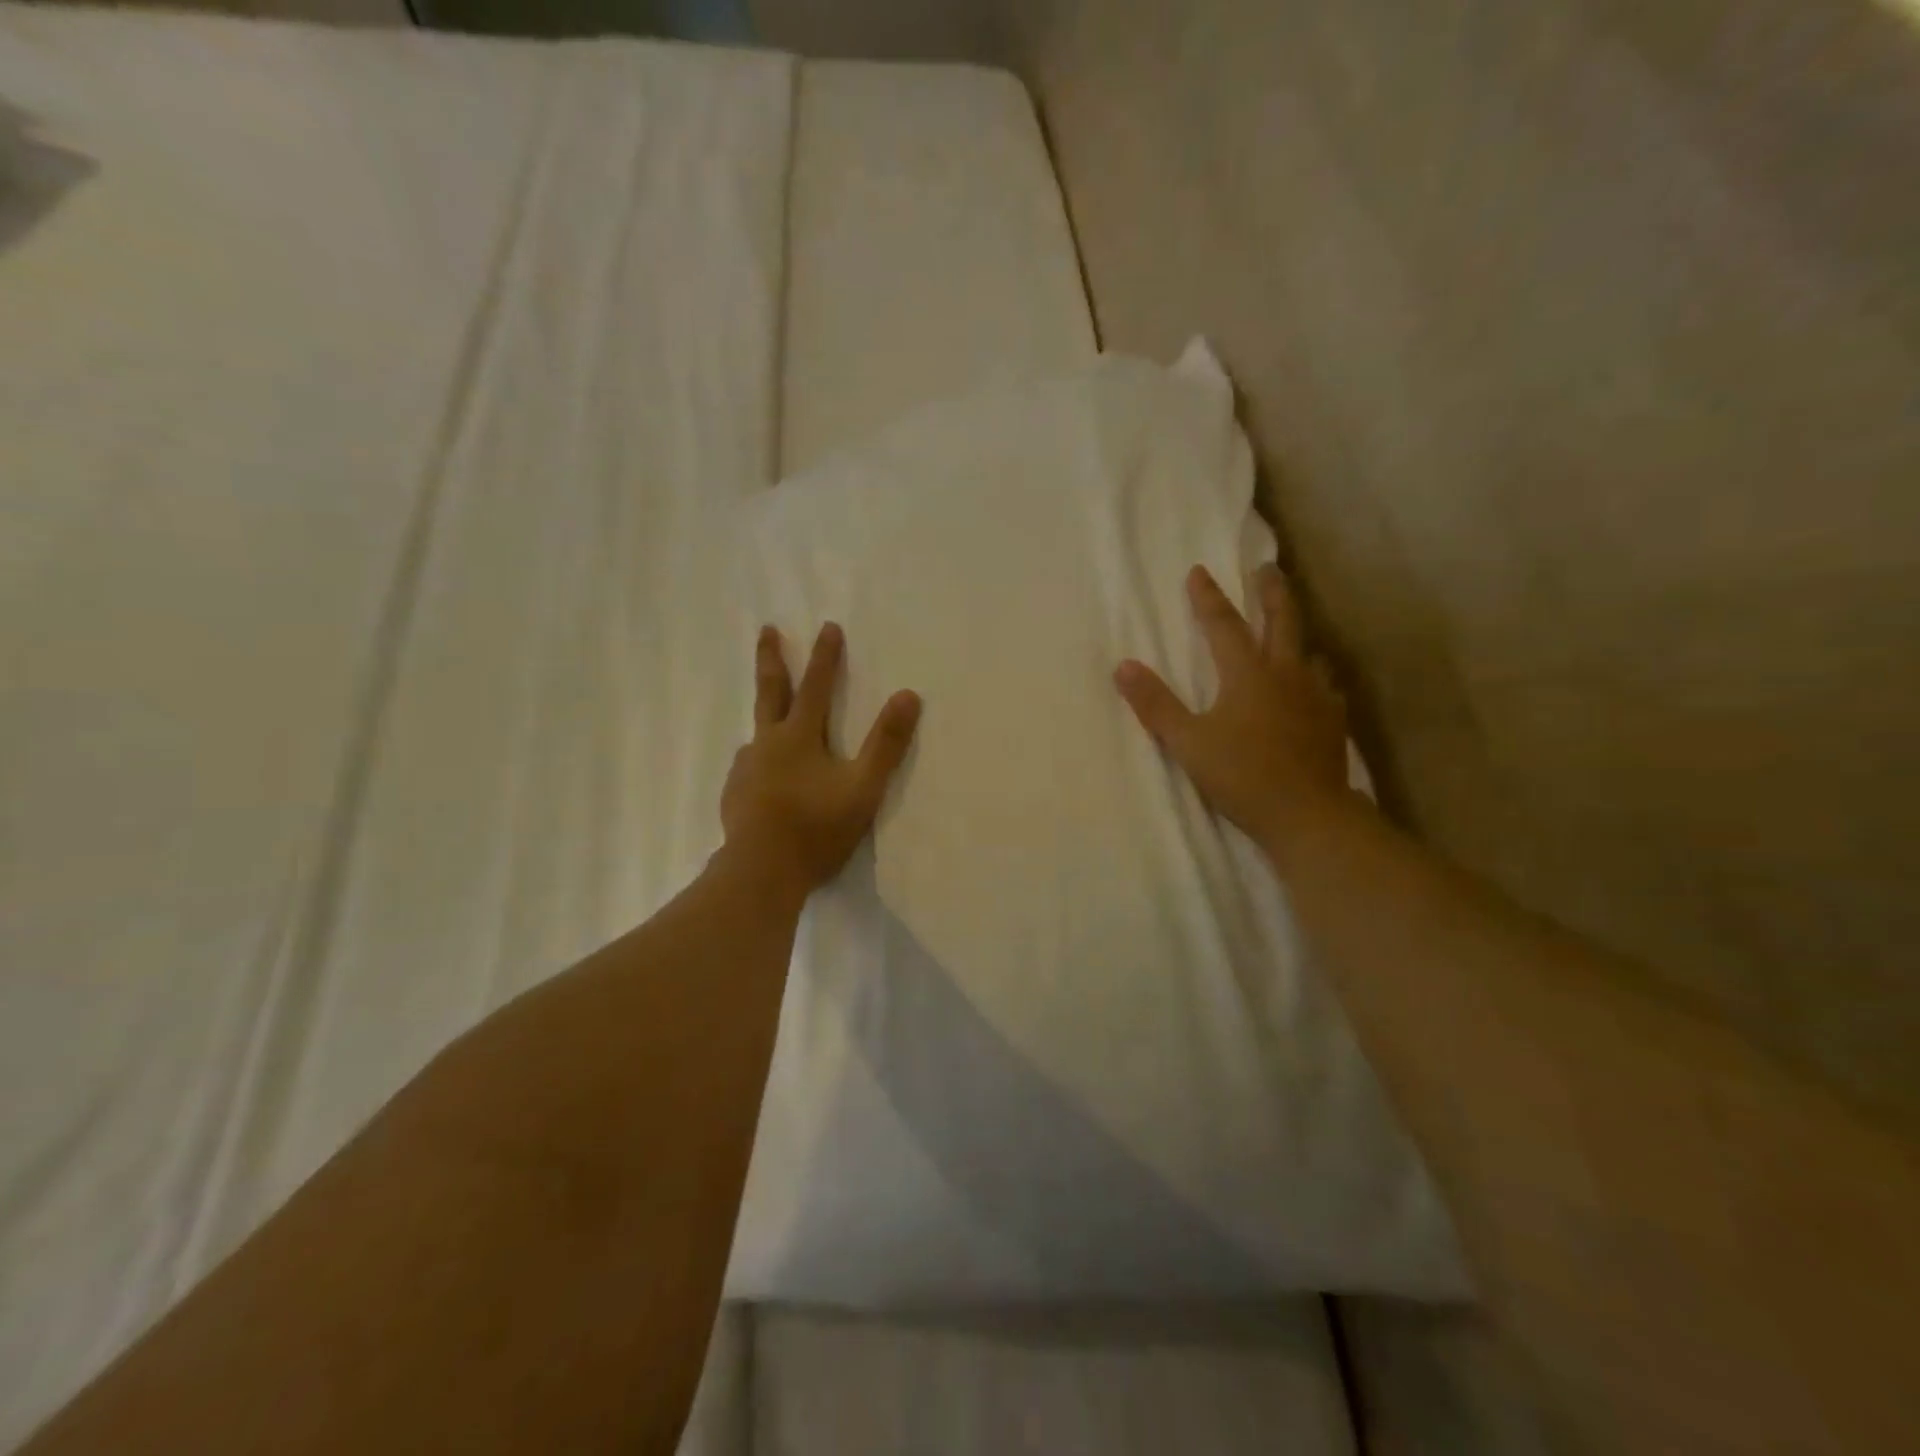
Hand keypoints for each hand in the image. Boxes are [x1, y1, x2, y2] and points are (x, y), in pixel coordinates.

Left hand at [720, 622, 921, 896]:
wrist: (760, 872)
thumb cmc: (816, 828)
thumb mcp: (863, 787)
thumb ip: (886, 744)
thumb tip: (908, 695)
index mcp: (798, 737)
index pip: (816, 686)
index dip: (825, 657)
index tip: (828, 626)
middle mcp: (766, 744)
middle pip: (770, 692)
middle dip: (771, 658)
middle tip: (767, 629)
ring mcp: (745, 770)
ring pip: (756, 733)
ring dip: (766, 716)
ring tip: (771, 720)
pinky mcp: (734, 795)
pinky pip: (749, 766)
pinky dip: (759, 759)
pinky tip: (762, 775)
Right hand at [1115, 565, 1353, 857]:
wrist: (1308, 814)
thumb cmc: (1241, 775)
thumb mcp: (1187, 742)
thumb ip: (1155, 704)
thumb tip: (1123, 666)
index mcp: (1247, 674)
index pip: (1223, 625)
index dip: (1208, 598)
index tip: (1199, 571)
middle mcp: (1285, 674)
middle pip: (1282, 621)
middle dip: (1271, 592)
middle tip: (1267, 569)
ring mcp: (1315, 695)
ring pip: (1308, 650)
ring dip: (1296, 633)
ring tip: (1289, 630)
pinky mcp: (1333, 720)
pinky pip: (1325, 685)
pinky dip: (1315, 675)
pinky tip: (1314, 686)